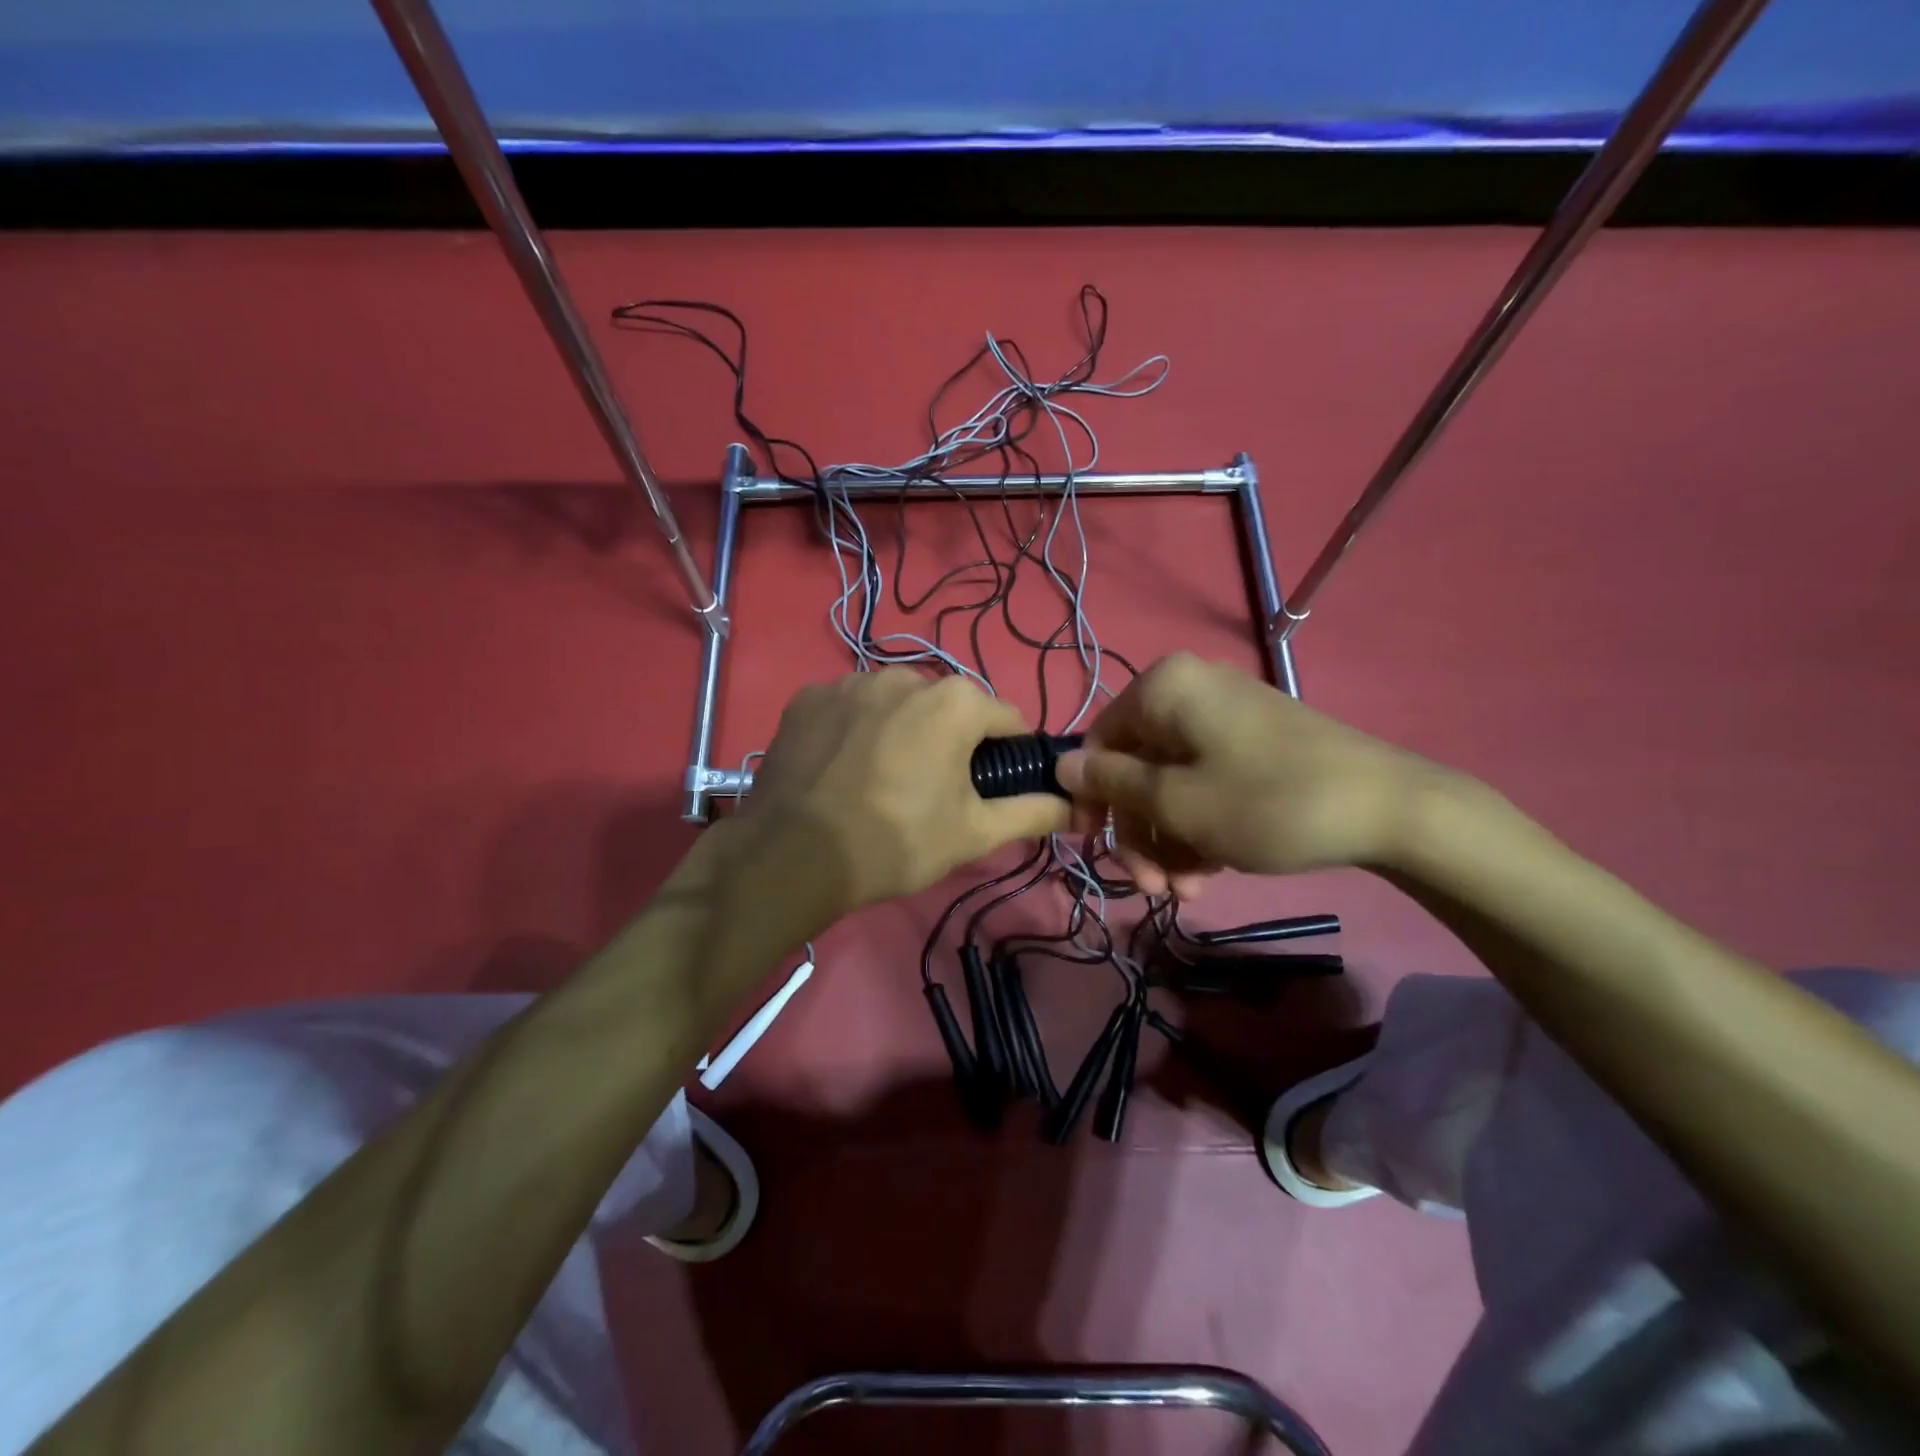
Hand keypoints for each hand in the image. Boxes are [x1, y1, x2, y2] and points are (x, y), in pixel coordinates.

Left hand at [740, 669, 1069, 919]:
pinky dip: (855, 730)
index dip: (1008, 755)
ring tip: (881, 779)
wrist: (794, 856)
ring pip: (897, 704)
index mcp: (955, 702)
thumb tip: (1080, 806)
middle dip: (950, 741)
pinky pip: (849, 708)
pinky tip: (842, 768)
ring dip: (901, 730)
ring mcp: (850, 682)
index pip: (1006, 719)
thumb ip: (1033, 812)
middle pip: (948, 708)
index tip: (990, 789)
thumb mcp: (975, 832)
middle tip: (932, 791)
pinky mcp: (808, 697)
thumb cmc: (898, 841)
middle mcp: (905, 676)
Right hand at [1055, 652, 1441, 892]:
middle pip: (1137, 768)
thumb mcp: (1176, 802)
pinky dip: (1200, 826)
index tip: (1098, 849)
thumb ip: (1111, 782)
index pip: (1099, 742)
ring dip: (1169, 840)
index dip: (1094, 799)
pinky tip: (1211, 870)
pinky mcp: (1255, 744)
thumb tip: (1059, 764)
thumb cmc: (1267, 801)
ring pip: (1171, 782)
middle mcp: (1190, 691)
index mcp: (1164, 689)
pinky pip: (1206, 782)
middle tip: (1153, 886)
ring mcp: (1226, 717)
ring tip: (1188, 889)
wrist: (1390, 809)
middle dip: (1140, 833)